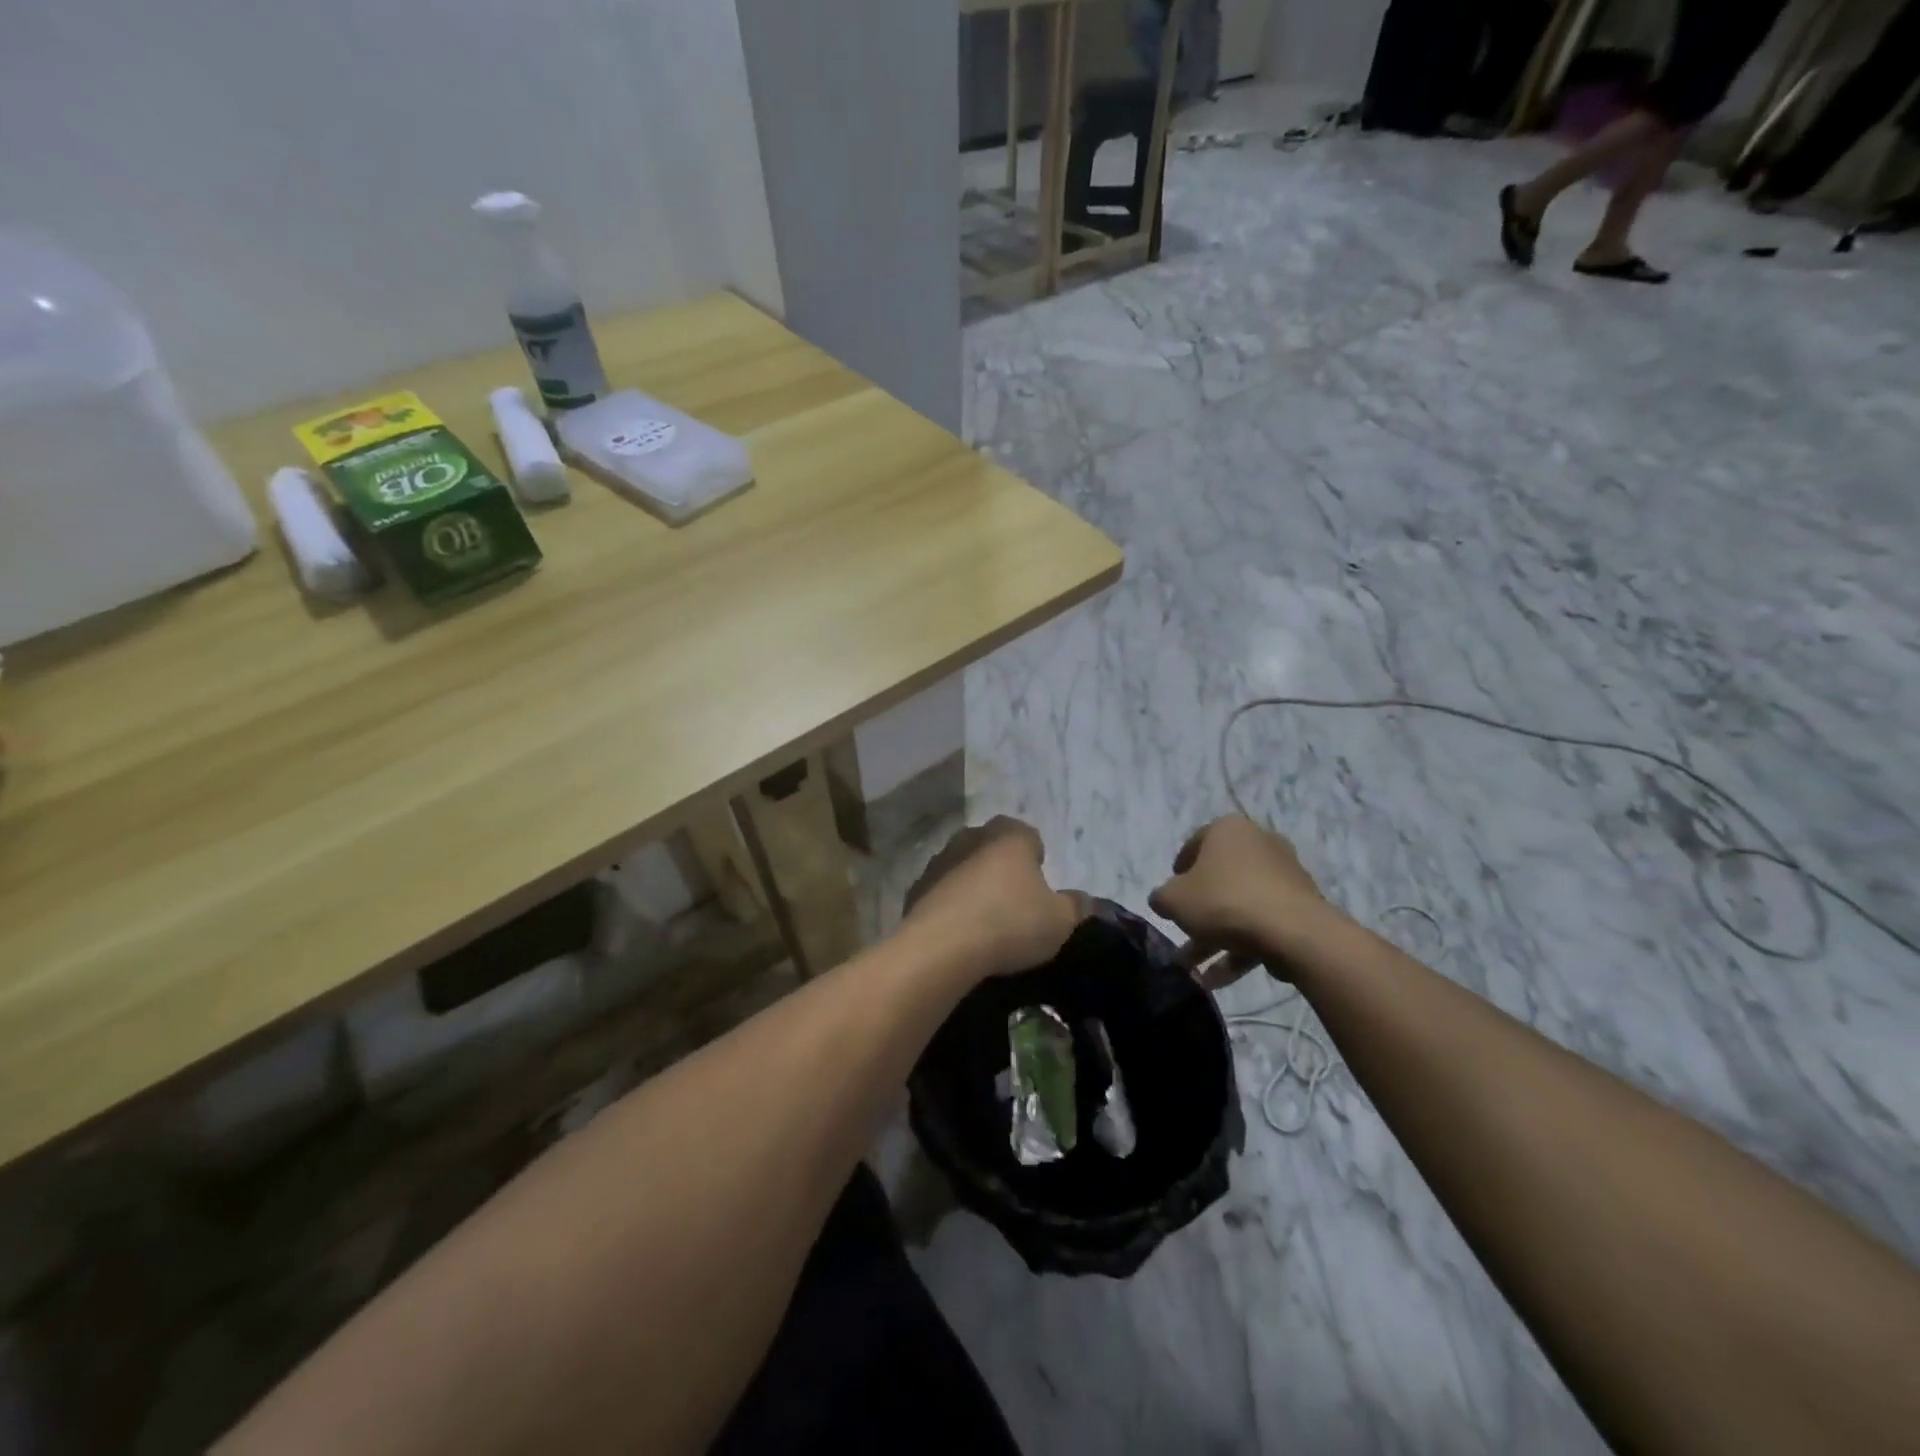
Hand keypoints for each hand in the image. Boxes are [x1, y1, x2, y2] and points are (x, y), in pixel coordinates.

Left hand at [900, 817, 1084, 980]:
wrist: (941, 947)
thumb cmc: (1010, 924)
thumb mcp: (1060, 921)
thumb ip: (1077, 906)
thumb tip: (1085, 900)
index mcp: (1010, 835)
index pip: (1029, 835)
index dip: (1037, 859)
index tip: (1040, 888)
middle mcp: (972, 837)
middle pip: (993, 847)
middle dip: (1003, 868)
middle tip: (1015, 903)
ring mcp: (939, 861)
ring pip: (964, 867)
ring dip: (974, 885)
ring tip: (986, 921)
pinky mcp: (916, 888)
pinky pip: (942, 893)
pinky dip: (951, 906)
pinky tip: (959, 934)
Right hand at [1148, 816, 1336, 988]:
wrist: (1292, 931)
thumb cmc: (1224, 901)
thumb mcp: (1174, 900)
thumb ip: (1162, 897)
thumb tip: (1163, 900)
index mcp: (1228, 830)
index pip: (1195, 845)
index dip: (1178, 872)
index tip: (1171, 895)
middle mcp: (1259, 843)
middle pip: (1219, 879)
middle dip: (1198, 912)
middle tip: (1183, 934)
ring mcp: (1284, 875)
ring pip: (1240, 906)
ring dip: (1215, 937)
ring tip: (1194, 970)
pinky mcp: (1301, 906)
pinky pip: (1262, 923)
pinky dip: (1240, 947)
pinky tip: (1219, 979)